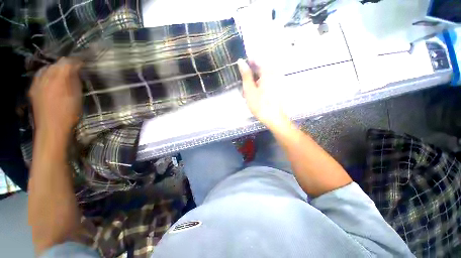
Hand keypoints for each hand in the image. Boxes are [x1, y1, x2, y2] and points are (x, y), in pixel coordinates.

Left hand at [29, 58, 82, 136]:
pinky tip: (50, 78)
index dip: (76, 61)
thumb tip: (76, 70)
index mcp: (59, 79)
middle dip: (66, 64)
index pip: (67, 63)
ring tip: (63, 72)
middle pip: (56, 64)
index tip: (83, 63)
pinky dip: (46, 74)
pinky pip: (39, 76)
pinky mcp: (33, 89)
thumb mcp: (77, 97)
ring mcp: (37, 83)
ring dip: (56, 68)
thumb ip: (75, 81)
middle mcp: (46, 78)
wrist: (51, 128)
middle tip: (74, 68)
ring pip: (47, 68)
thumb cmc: (69, 113)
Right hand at [237, 59, 289, 128]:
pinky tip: (254, 96)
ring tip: (247, 95)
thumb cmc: (260, 104)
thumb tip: (241, 61)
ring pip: (261, 78)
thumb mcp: (249, 89)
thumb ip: (245, 75)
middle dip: (249, 78)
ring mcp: (276, 81)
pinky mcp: (277, 88)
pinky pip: (265, 83)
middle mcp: (274, 74)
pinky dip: (258, 87)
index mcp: (267, 72)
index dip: (246, 65)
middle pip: (258, 70)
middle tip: (243, 89)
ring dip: (253, 84)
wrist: (274, 118)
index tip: (240, 72)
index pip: (255, 60)